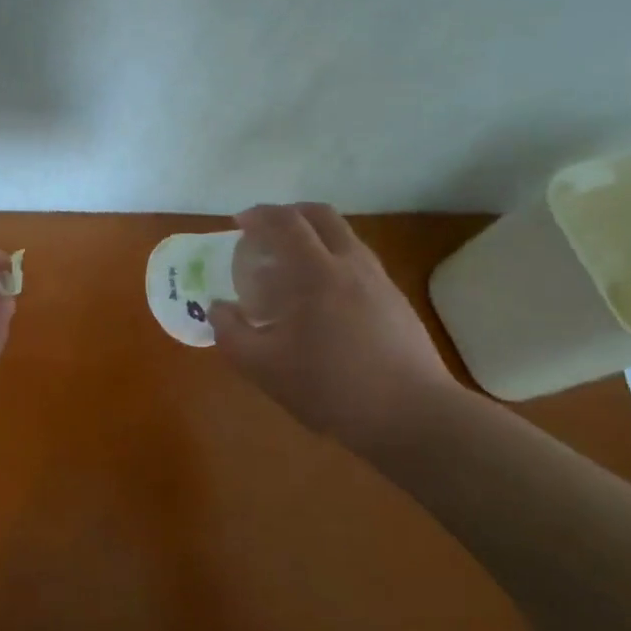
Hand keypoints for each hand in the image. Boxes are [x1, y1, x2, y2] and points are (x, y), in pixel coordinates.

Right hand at [211, 204, 460, 451]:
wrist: (412, 415)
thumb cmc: (331, 387)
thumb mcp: (264, 368)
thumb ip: (231, 333)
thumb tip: (218, 308)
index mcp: (316, 272)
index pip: (286, 222)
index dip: (259, 215)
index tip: (240, 222)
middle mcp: (351, 264)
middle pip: (321, 216)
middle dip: (290, 214)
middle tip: (267, 234)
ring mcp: (380, 281)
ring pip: (345, 238)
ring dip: (315, 238)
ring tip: (292, 269)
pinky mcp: (397, 302)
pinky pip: (358, 264)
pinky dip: (334, 263)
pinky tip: (324, 301)